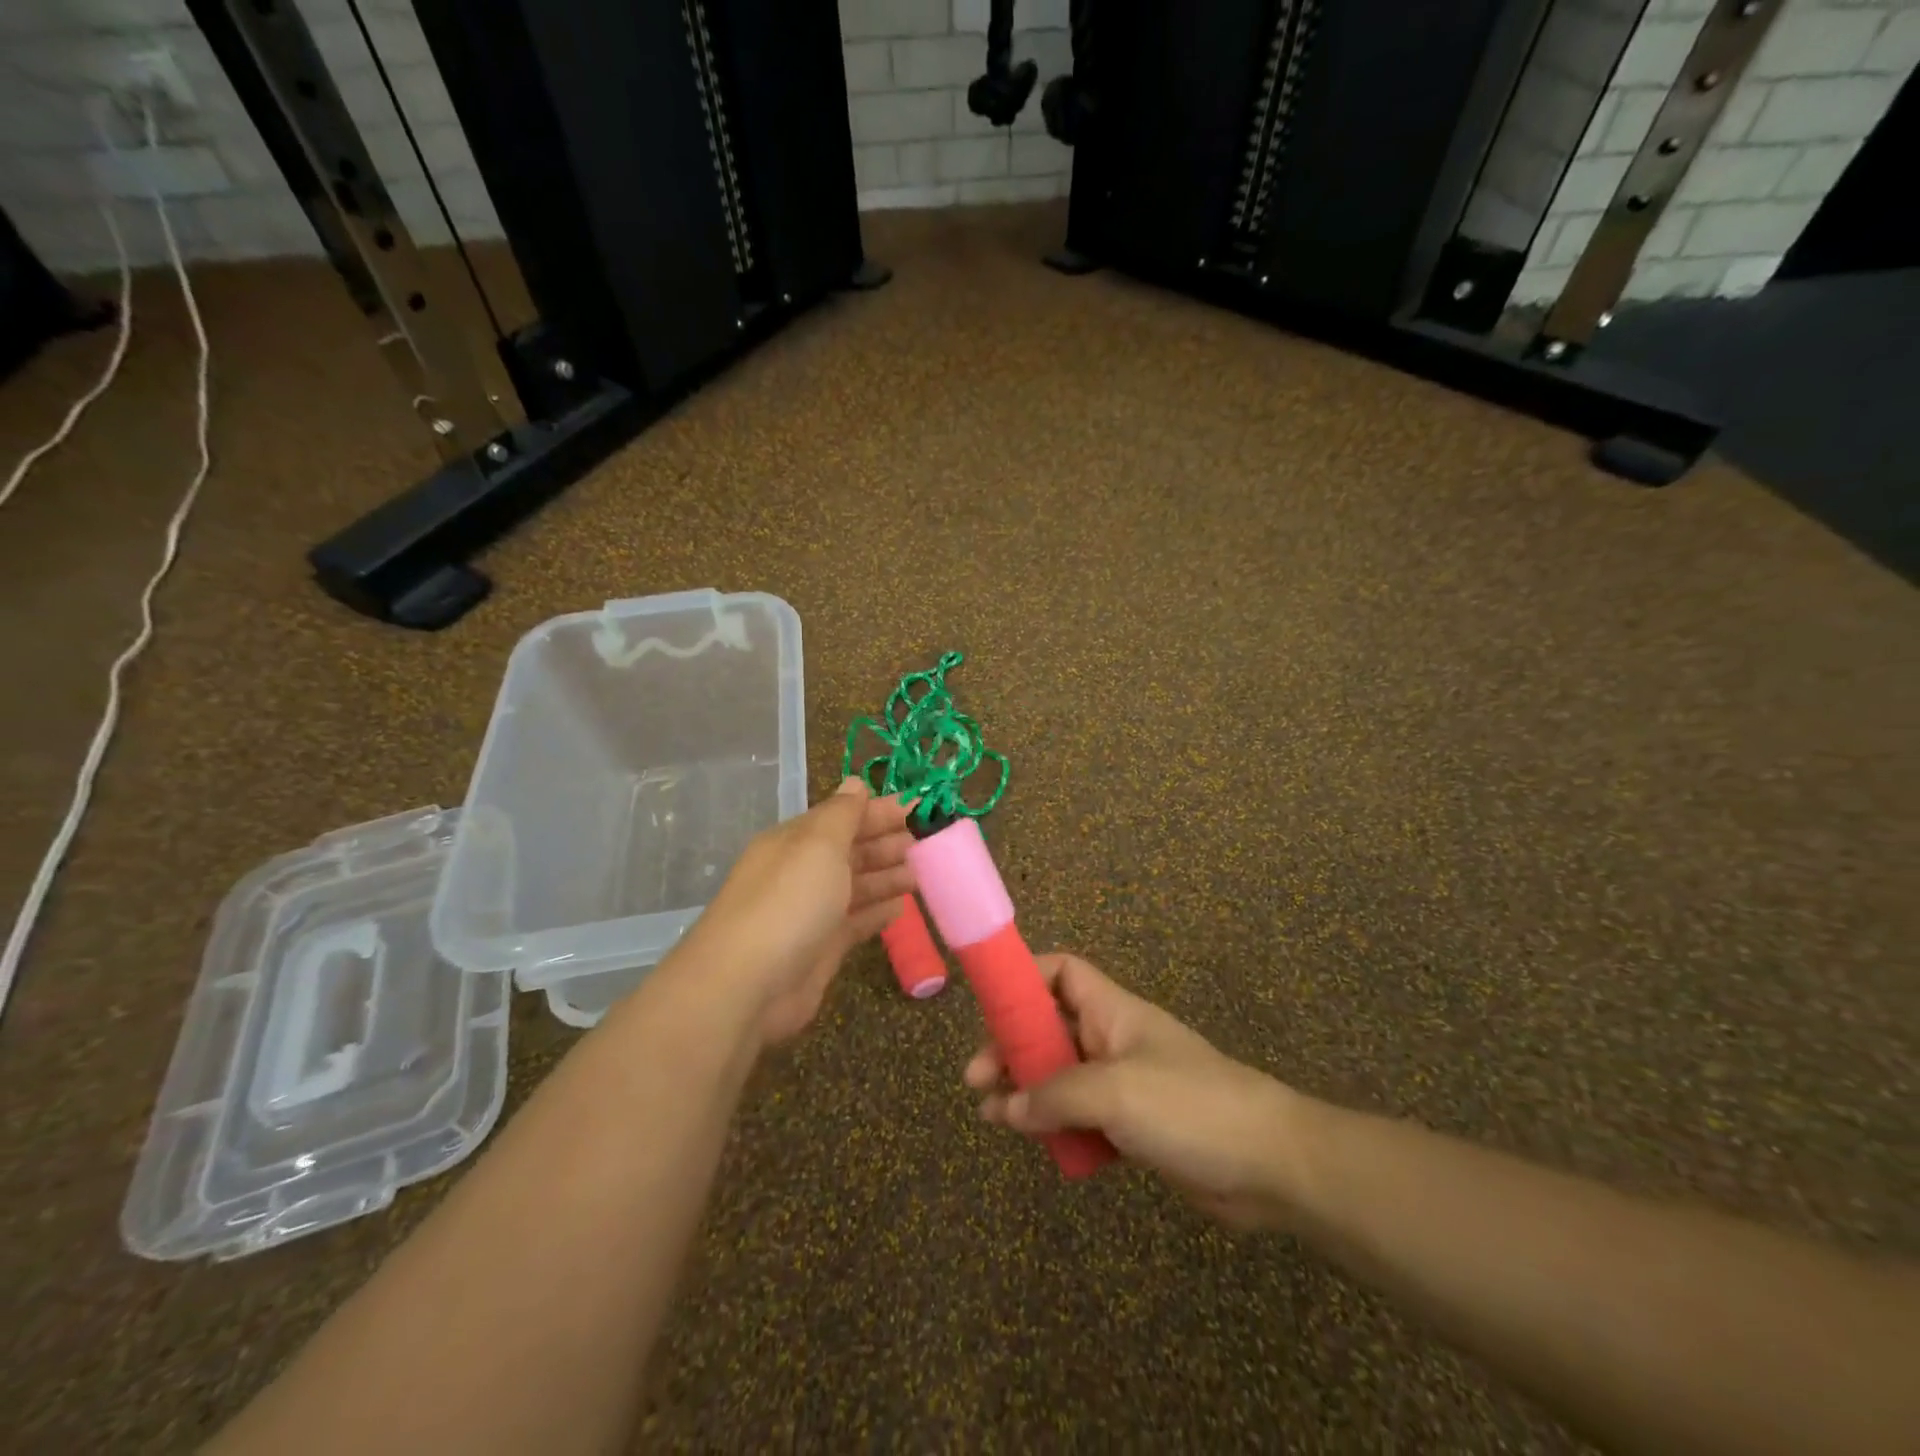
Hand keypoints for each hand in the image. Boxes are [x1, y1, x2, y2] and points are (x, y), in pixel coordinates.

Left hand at [680, 777, 914, 1046]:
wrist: (747, 984)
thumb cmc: (789, 901)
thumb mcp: (818, 844)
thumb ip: (843, 814)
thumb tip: (856, 782)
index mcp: (796, 840)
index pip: (844, 816)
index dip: (881, 811)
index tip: (921, 808)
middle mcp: (802, 871)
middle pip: (852, 850)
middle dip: (888, 842)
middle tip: (929, 841)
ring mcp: (811, 912)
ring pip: (857, 886)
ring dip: (888, 876)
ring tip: (923, 872)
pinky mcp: (822, 948)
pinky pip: (856, 922)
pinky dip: (879, 912)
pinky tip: (902, 908)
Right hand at [966, 953, 1302, 1228]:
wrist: (1268, 1164)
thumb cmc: (1188, 1105)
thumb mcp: (1114, 1091)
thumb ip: (1054, 1095)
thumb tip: (1005, 1106)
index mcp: (1112, 1011)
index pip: (1062, 972)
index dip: (1025, 977)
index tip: (988, 1005)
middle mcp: (1112, 1039)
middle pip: (1049, 1027)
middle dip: (1010, 1046)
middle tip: (975, 1078)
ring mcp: (1123, 1083)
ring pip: (1060, 1075)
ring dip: (1024, 1089)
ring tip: (989, 1114)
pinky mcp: (1132, 1126)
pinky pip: (1080, 1115)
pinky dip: (1053, 1124)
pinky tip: (1034, 1142)